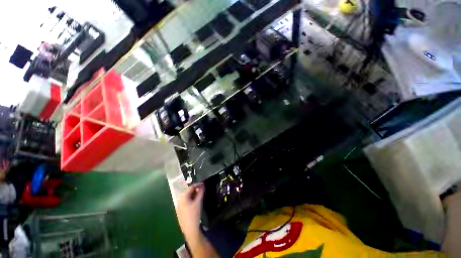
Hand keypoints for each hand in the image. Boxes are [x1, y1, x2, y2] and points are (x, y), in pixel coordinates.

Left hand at [177, 183, 204, 236]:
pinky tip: (195, 202)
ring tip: (199, 195)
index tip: (203, 184)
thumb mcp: (198, 202)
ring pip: (186, 197)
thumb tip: (203, 185)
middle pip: (188, 192)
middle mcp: (179, 201)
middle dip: (195, 189)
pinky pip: (185, 202)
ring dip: (193, 194)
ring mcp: (178, 206)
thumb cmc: (194, 215)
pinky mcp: (180, 211)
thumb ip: (201, 192)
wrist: (190, 230)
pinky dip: (190, 199)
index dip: (197, 184)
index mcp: (182, 197)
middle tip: (202, 189)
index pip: (190, 187)